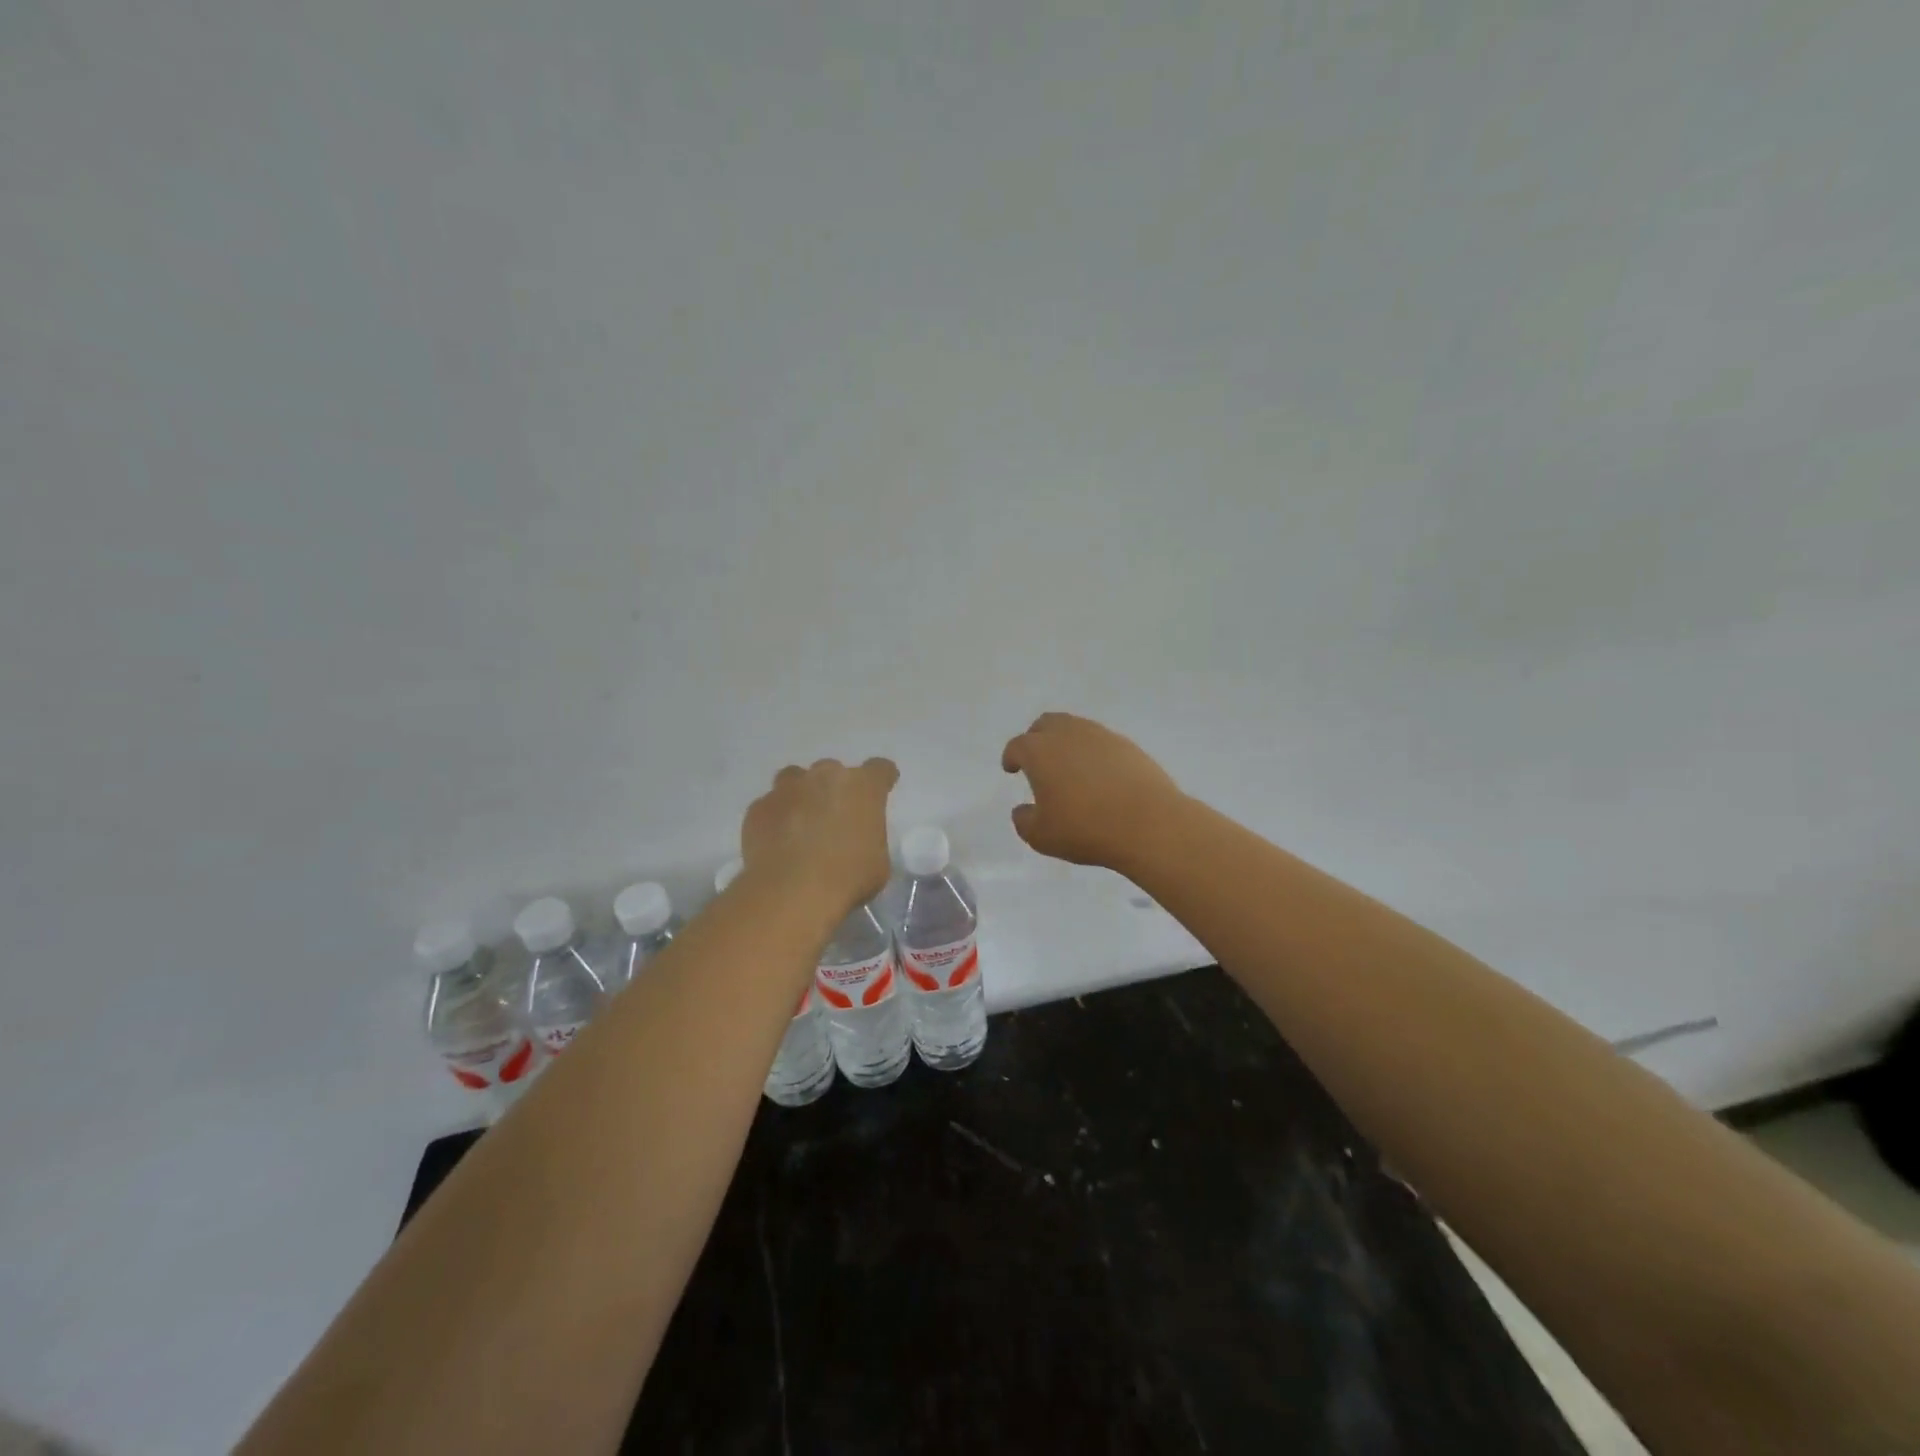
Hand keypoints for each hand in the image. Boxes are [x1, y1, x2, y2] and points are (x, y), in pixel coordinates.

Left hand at [741, 757, 898, 913]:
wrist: (792, 892)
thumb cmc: (848, 877)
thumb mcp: (878, 862)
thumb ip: (869, 838)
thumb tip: (857, 841)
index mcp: (863, 787)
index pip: (880, 769)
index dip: (882, 780)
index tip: (880, 792)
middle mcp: (825, 776)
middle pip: (833, 771)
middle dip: (835, 790)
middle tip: (835, 818)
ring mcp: (787, 789)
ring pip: (795, 779)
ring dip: (801, 795)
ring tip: (800, 824)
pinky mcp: (759, 808)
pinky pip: (770, 806)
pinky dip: (775, 819)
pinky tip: (776, 843)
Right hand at [1001, 713, 1183, 869]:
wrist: (1149, 823)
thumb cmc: (1085, 829)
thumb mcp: (1041, 836)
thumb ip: (1024, 820)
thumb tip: (1023, 810)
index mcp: (1040, 751)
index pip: (1018, 746)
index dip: (1011, 757)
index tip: (1011, 768)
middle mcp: (1068, 734)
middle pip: (1045, 724)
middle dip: (1036, 739)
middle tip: (1037, 759)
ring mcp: (1101, 736)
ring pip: (1075, 728)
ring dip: (1065, 742)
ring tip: (1068, 766)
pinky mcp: (1128, 745)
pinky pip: (1100, 741)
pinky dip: (1092, 752)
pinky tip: (1097, 774)